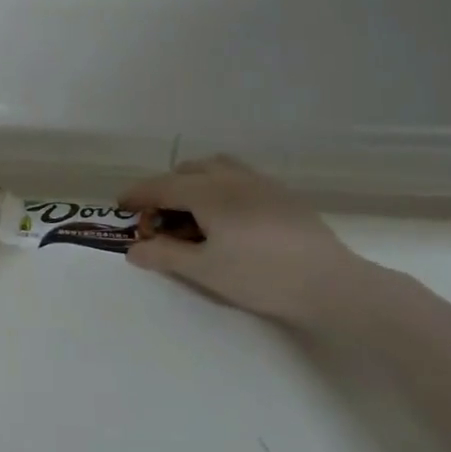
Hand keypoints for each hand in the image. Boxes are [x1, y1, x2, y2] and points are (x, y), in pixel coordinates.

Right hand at [120, 156, 365, 331]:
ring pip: (217, 167)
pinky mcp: (283, 195)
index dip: (137, 195)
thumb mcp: (204, 270)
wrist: (330, 284)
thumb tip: (133, 250)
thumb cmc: (260, 276)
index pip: (161, 186)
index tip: (120, 206)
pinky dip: (220, 187)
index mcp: (208, 192)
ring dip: (195, 183)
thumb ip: (165, 256)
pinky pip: (239, 177)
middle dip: (166, 189)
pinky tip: (228, 219)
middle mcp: (232, 178)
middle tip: (159, 221)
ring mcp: (261, 183)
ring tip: (192, 214)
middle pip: (188, 171)